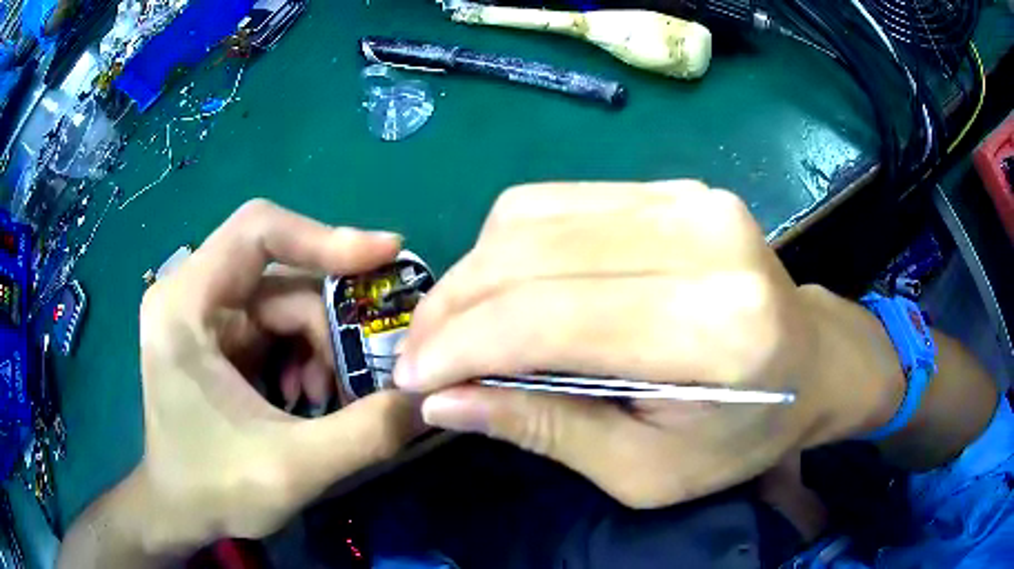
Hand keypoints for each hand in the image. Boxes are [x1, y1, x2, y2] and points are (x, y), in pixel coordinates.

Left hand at [135, 200, 419, 546]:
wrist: (180, 510)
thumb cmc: (215, 488)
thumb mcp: (294, 469)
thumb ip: (367, 433)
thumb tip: (429, 399)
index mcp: (185, 305)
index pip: (258, 231)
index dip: (323, 238)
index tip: (384, 258)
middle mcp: (190, 293)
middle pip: (279, 276)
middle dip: (327, 325)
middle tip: (361, 374)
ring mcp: (203, 314)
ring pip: (283, 303)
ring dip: (317, 349)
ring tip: (325, 400)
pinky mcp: (217, 336)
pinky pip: (274, 326)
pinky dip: (302, 357)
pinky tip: (303, 397)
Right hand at [395, 182, 899, 507]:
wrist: (816, 364)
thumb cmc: (742, 436)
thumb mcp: (644, 471)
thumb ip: (543, 429)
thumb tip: (444, 401)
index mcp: (713, 328)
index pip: (545, 317)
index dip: (458, 346)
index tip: (412, 378)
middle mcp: (703, 239)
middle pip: (529, 254)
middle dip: (451, 307)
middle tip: (419, 354)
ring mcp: (690, 198)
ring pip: (532, 216)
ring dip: (474, 274)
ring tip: (454, 326)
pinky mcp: (676, 188)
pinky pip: (560, 202)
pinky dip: (512, 247)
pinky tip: (504, 289)